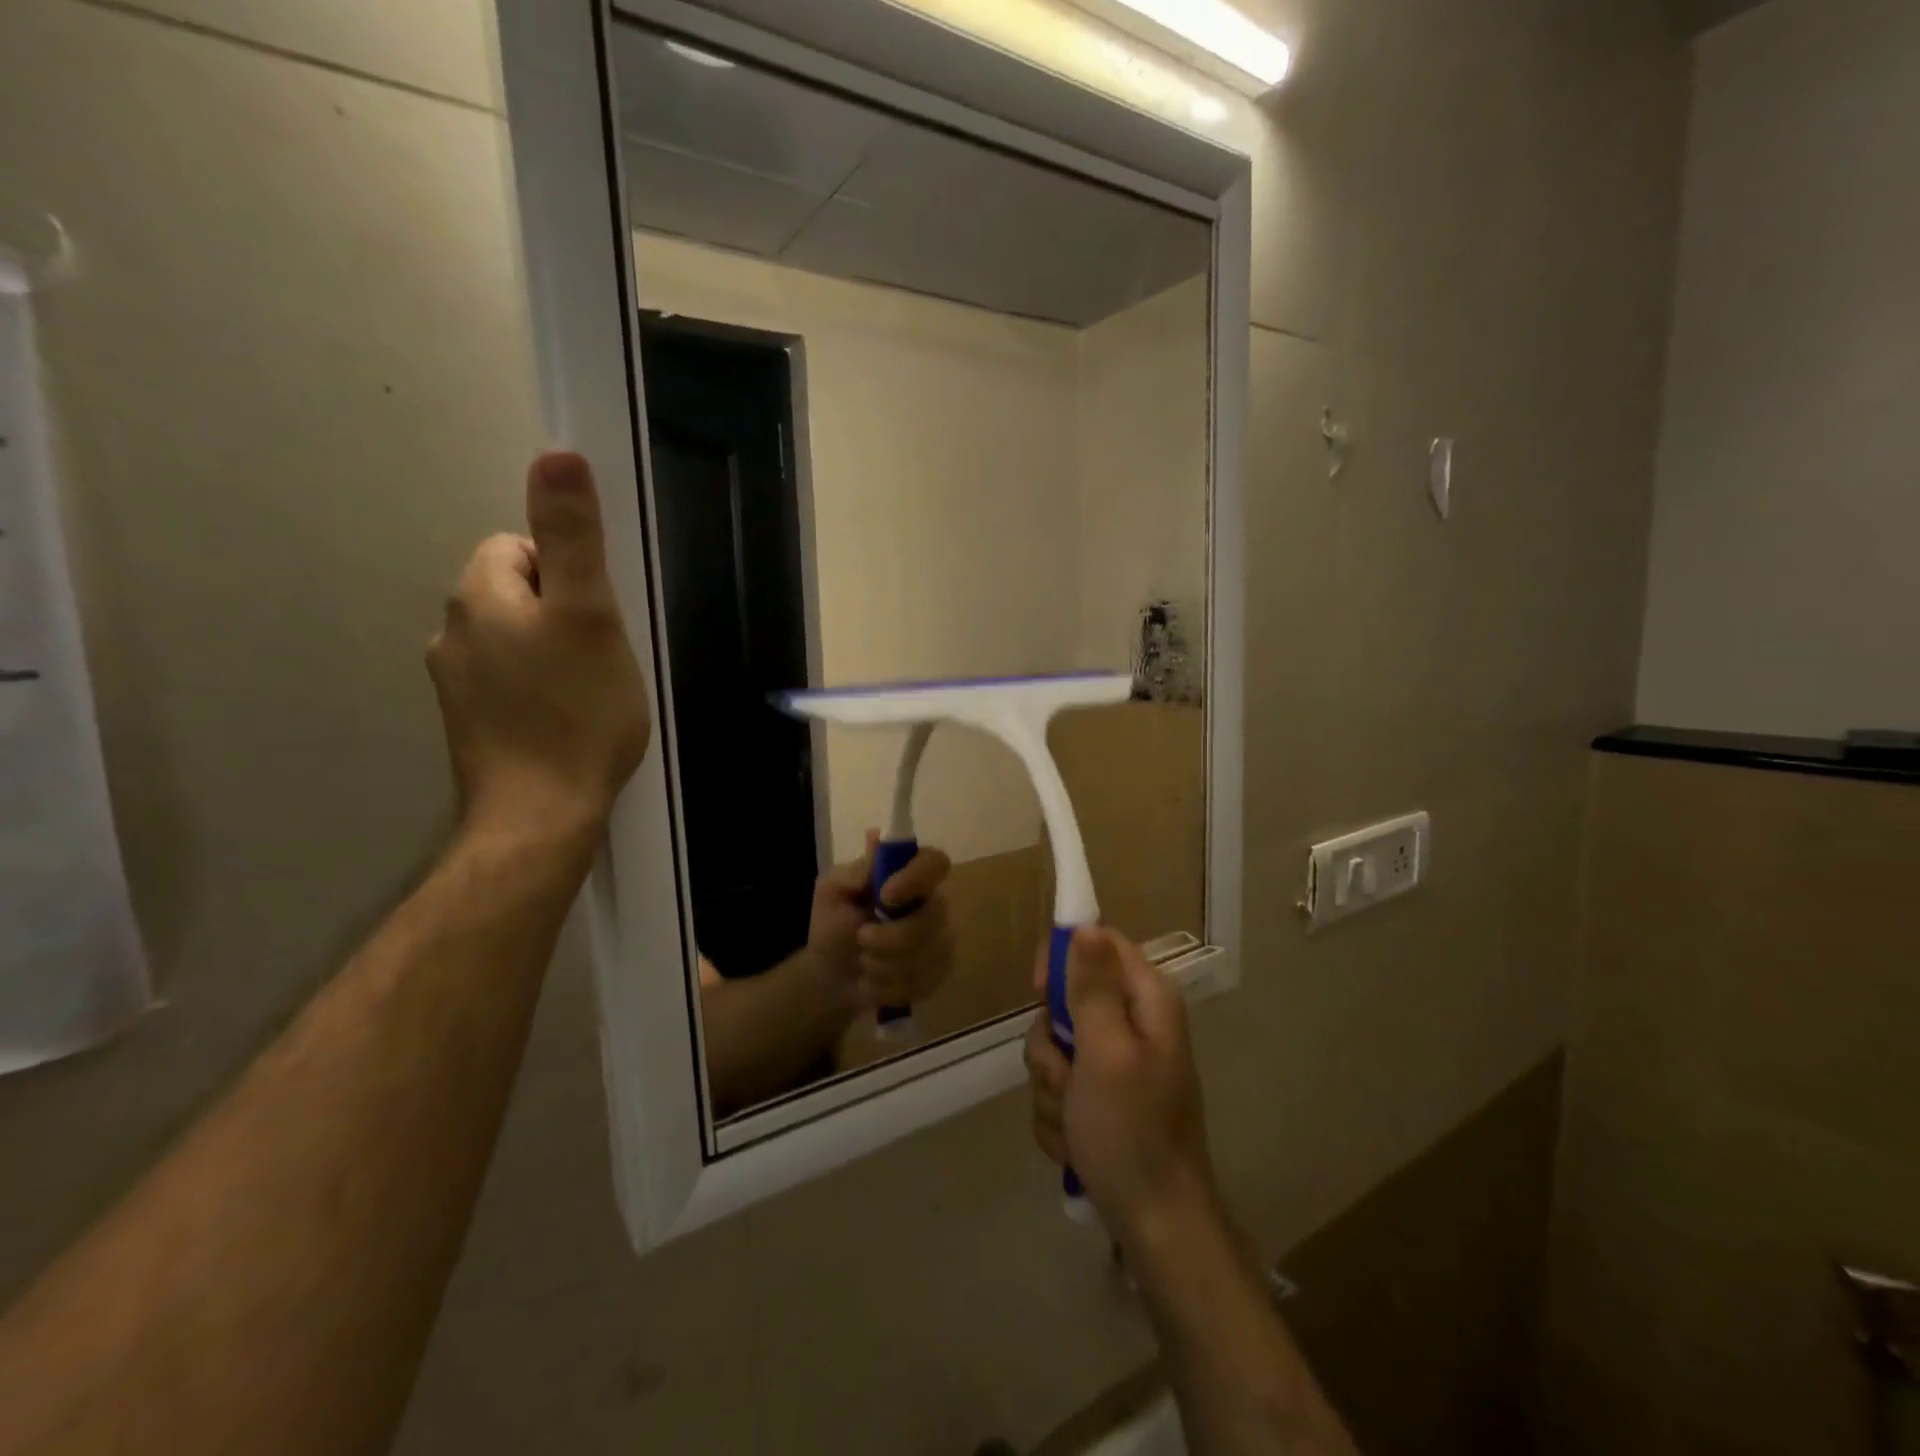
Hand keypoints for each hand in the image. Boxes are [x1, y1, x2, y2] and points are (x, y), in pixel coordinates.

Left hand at [427, 452, 649, 843]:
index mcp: (479, 597)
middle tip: (602, 656)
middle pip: (514, 594)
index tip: (598, 616)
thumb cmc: (576, 711)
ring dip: (550, 653)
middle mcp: (452, 633)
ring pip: (512, 642)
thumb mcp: (589, 614)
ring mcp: (455, 684)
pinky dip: (537, 691)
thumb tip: (556, 453)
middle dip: (560, 612)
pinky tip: (565, 722)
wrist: (540, 814)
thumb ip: (572, 537)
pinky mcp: (470, 726)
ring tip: (589, 692)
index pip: (515, 547)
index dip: (566, 573)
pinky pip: (507, 683)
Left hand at [808, 831, 953, 1011]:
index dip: (917, 877)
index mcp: (909, 874)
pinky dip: (889, 985)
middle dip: (890, 937)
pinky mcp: (940, 970)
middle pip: (933, 917)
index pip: (935, 862)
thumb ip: (854, 870)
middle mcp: (932, 902)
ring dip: (883, 963)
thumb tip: (875, 837)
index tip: (886, 895)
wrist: (830, 976)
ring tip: (863, 961)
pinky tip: (875, 981)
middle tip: (860, 938)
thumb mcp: (831, 892)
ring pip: (926, 954)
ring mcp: (941, 938)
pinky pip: (923, 981)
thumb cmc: (832, 925)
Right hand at [1024, 927, 1218, 1248]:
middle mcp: (1133, 1024)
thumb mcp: (1105, 1052)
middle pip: (1067, 1000)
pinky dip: (1059, 1115)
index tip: (1040, 991)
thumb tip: (1085, 924)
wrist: (1155, 1225)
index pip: (1097, 943)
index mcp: (1147, 1001)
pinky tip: (1077, 1143)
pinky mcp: (1101, 1098)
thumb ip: (1092, 986)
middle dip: (1052, 1046)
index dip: (1063, 958)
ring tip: (1075, 1122)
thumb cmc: (1131, 1132)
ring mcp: (1116, 1064)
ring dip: (1052, 1088)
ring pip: (1054, 1049)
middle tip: (1067, 1078)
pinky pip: (1058, 1087)